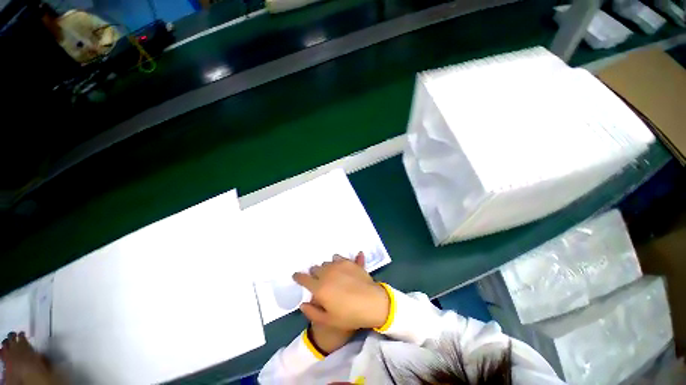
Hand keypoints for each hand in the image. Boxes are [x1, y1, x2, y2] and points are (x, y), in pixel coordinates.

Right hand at [293, 252, 389, 330]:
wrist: (372, 302)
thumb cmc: (350, 315)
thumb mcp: (329, 320)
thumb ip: (312, 312)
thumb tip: (302, 303)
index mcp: (319, 287)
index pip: (304, 279)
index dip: (298, 277)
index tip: (296, 275)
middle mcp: (327, 273)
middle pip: (315, 268)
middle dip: (314, 273)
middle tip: (319, 280)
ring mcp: (338, 265)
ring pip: (326, 262)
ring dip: (326, 268)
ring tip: (331, 274)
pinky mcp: (349, 261)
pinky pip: (338, 258)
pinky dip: (336, 262)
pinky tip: (341, 266)